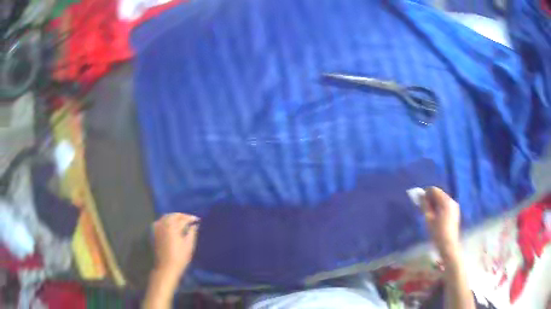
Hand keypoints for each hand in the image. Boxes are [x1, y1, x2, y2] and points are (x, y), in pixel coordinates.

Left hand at [153, 213, 199, 274]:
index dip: (190, 218)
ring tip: (181, 222)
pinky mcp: (153, 233)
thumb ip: (192, 233)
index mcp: (172, 226)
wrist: (166, 267)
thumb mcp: (189, 245)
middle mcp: (162, 224)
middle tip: (189, 220)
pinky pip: (160, 222)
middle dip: (182, 216)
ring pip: (165, 217)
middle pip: (173, 215)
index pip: (182, 218)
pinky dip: (166, 221)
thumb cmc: (179, 257)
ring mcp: (156, 228)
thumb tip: (194, 225)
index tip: (197, 220)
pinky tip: (171, 226)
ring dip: (174, 218)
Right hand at [422, 187, 460, 261]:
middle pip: (439, 194)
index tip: (420, 202)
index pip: (434, 190)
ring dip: (435, 204)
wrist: (449, 244)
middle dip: (431, 199)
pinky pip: (446, 205)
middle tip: (424, 209)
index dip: (426, 194)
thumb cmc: (437, 233)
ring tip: (430, 214)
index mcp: (445, 201)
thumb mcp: (428, 219)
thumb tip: (420, 195)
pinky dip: (440, 207)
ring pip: (442, 200)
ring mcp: (455, 206)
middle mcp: (451, 200)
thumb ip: (424, 205)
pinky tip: (437, 217)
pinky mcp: (455, 212)